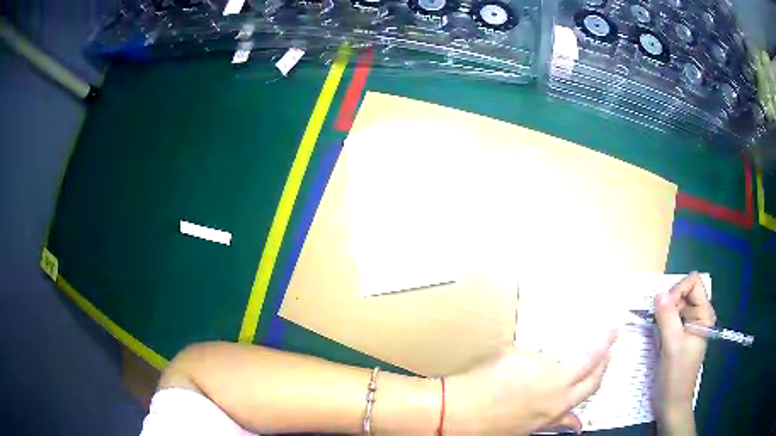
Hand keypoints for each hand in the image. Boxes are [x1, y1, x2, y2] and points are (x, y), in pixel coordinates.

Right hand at [443, 331, 616, 434]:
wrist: (462, 411)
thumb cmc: (486, 379)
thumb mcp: (514, 354)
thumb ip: (537, 356)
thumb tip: (545, 358)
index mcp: (557, 377)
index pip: (592, 357)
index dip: (605, 342)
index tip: (613, 332)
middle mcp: (560, 399)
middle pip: (594, 381)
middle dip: (604, 364)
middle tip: (608, 352)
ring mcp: (550, 417)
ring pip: (582, 401)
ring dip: (592, 385)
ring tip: (595, 375)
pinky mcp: (537, 429)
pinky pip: (562, 424)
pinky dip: (572, 421)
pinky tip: (577, 425)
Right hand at [653, 272, 715, 433]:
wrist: (671, 404)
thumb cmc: (676, 376)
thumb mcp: (672, 346)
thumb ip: (667, 317)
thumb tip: (658, 292)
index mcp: (703, 314)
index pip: (693, 283)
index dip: (678, 290)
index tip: (665, 308)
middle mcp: (698, 316)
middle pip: (683, 292)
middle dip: (669, 304)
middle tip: (658, 324)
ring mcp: (689, 326)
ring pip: (675, 306)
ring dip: (663, 315)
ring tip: (658, 334)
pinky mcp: (680, 335)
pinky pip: (671, 319)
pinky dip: (662, 324)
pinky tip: (658, 339)